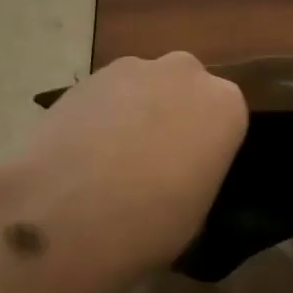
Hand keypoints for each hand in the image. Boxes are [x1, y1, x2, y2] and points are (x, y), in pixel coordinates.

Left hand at [0, 52, 247, 292]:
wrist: (67, 212)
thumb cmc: (149, 224)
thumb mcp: (196, 215)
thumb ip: (197, 175)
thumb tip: (177, 174)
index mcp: (225, 105)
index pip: (225, 118)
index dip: (206, 146)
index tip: (189, 174)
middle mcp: (185, 72)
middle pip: (185, 90)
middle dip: (172, 116)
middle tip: (151, 162)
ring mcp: (133, 68)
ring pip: (143, 87)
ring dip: (134, 112)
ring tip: (109, 159)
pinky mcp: (88, 75)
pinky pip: (106, 94)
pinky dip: (99, 114)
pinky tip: (80, 152)